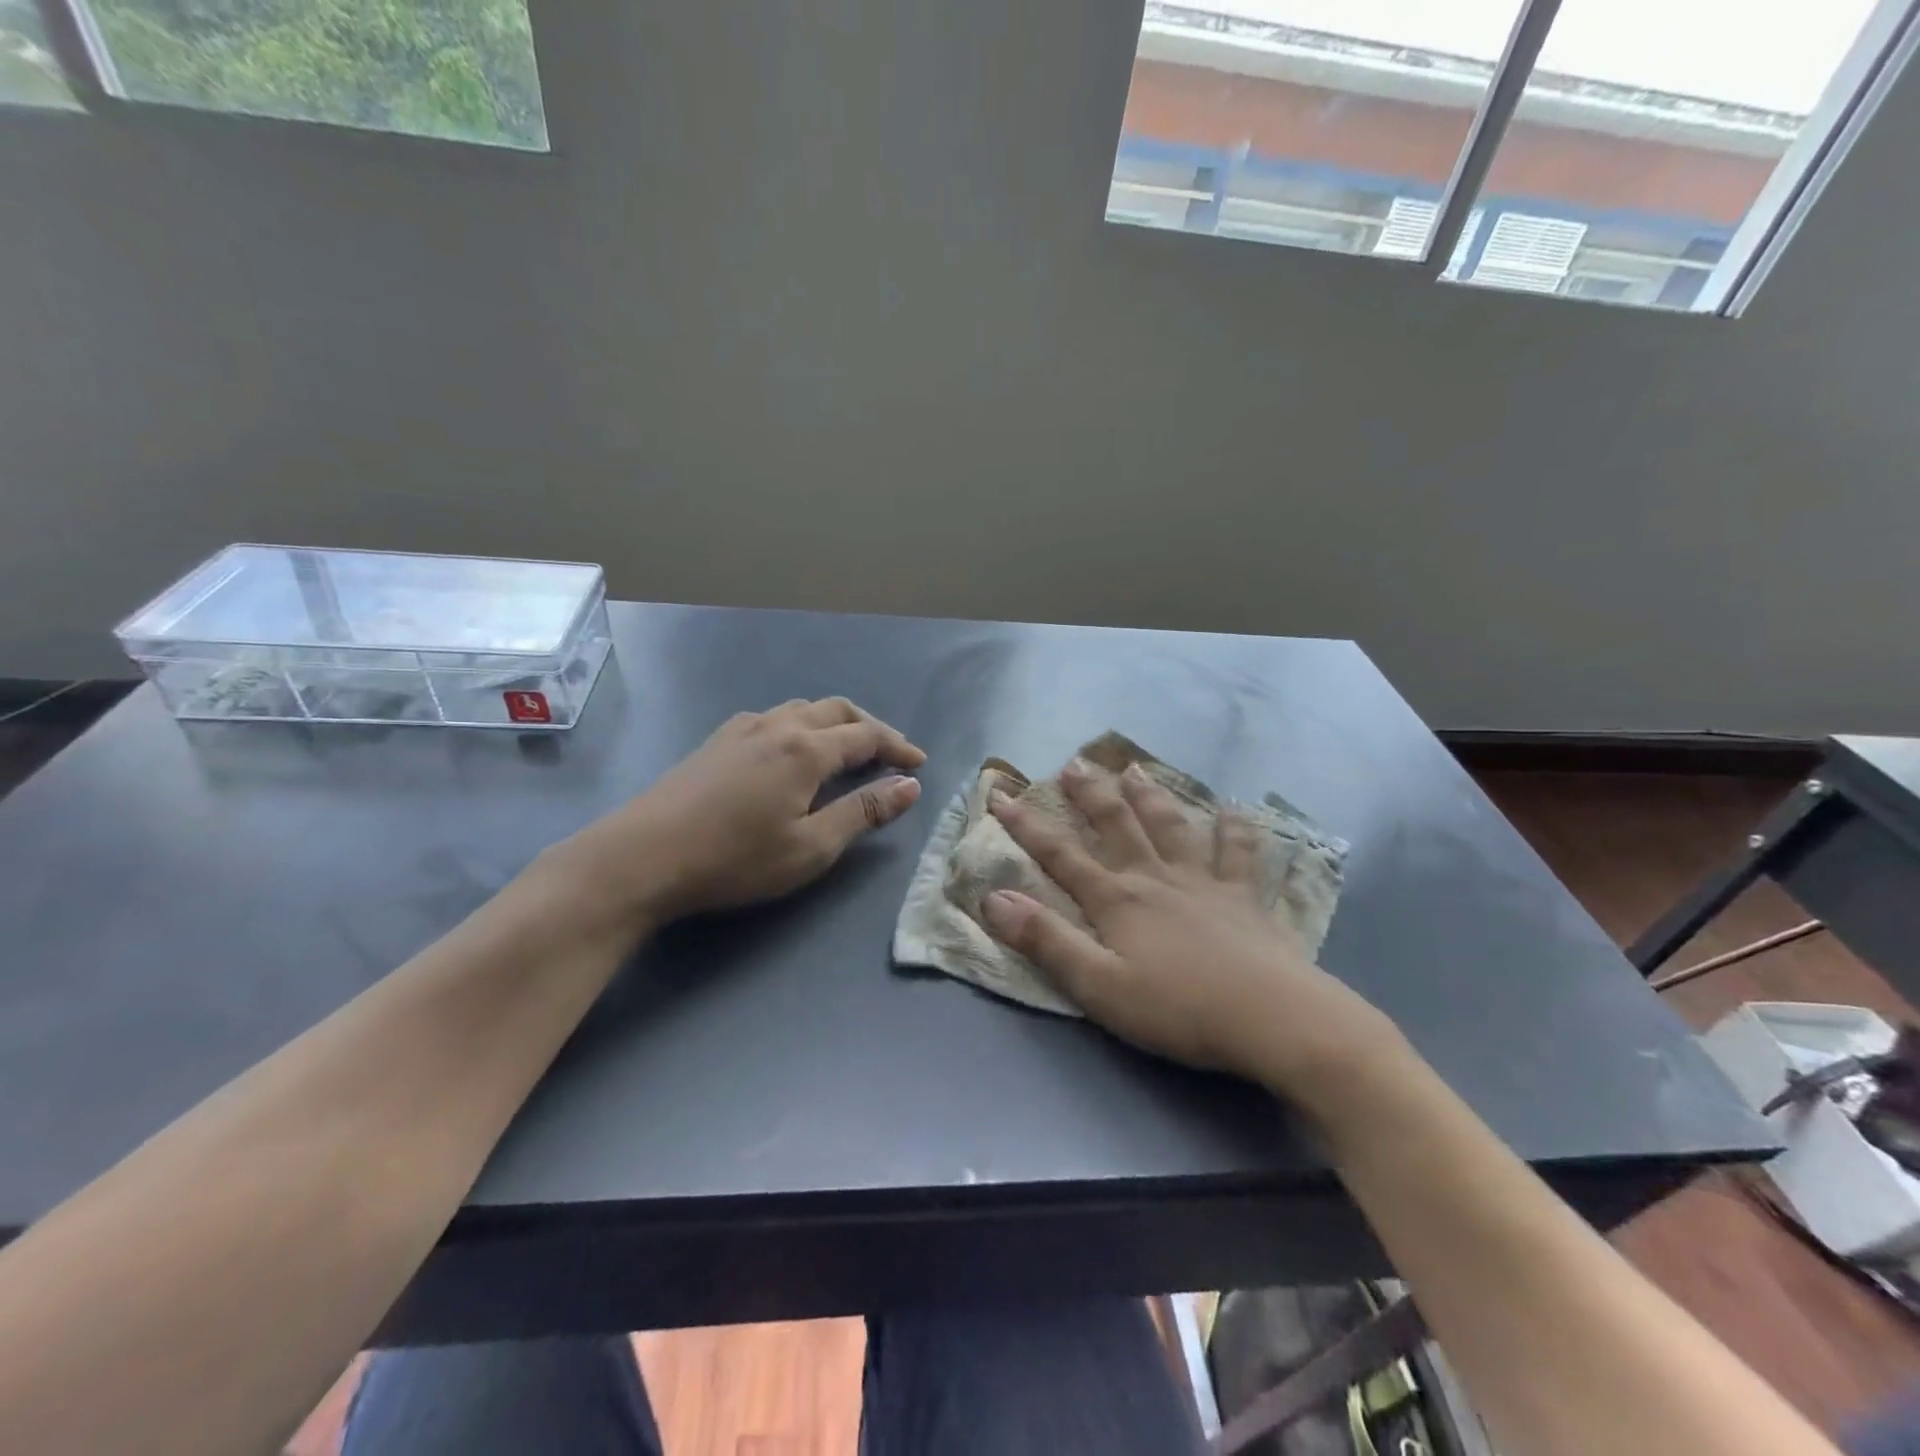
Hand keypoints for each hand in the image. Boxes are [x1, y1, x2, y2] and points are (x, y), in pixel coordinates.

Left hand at [549, 697, 925, 928]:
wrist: (641, 856)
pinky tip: (791, 750)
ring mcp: (741, 729)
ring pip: (801, 709)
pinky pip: (772, 717)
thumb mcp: (811, 847)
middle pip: (836, 711)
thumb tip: (910, 786)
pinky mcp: (716, 741)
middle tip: (891, 751)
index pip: (866, 736)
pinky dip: (800, 725)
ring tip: (847, 747)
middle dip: (870, 727)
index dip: (897, 747)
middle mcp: (777, 726)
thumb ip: (863, 813)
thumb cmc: (734, 859)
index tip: (919, 764)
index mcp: (806, 749)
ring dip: (834, 722)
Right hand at [982, 759, 1395, 1093]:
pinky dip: (1235, 828)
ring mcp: (1203, 882)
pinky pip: (1238, 852)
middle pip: (1117, 826)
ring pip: (1170, 826)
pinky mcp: (1244, 897)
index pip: (1060, 855)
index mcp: (1117, 900)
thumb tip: (993, 898)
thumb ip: (1046, 940)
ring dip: (1149, 796)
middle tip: (1074, 764)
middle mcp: (1155, 878)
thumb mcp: (1098, 985)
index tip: (1002, 794)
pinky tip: (1235, 808)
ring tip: (1134, 768)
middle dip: (1090, 794)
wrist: (1273, 1018)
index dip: (1027, 825)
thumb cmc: (1178, 1008)